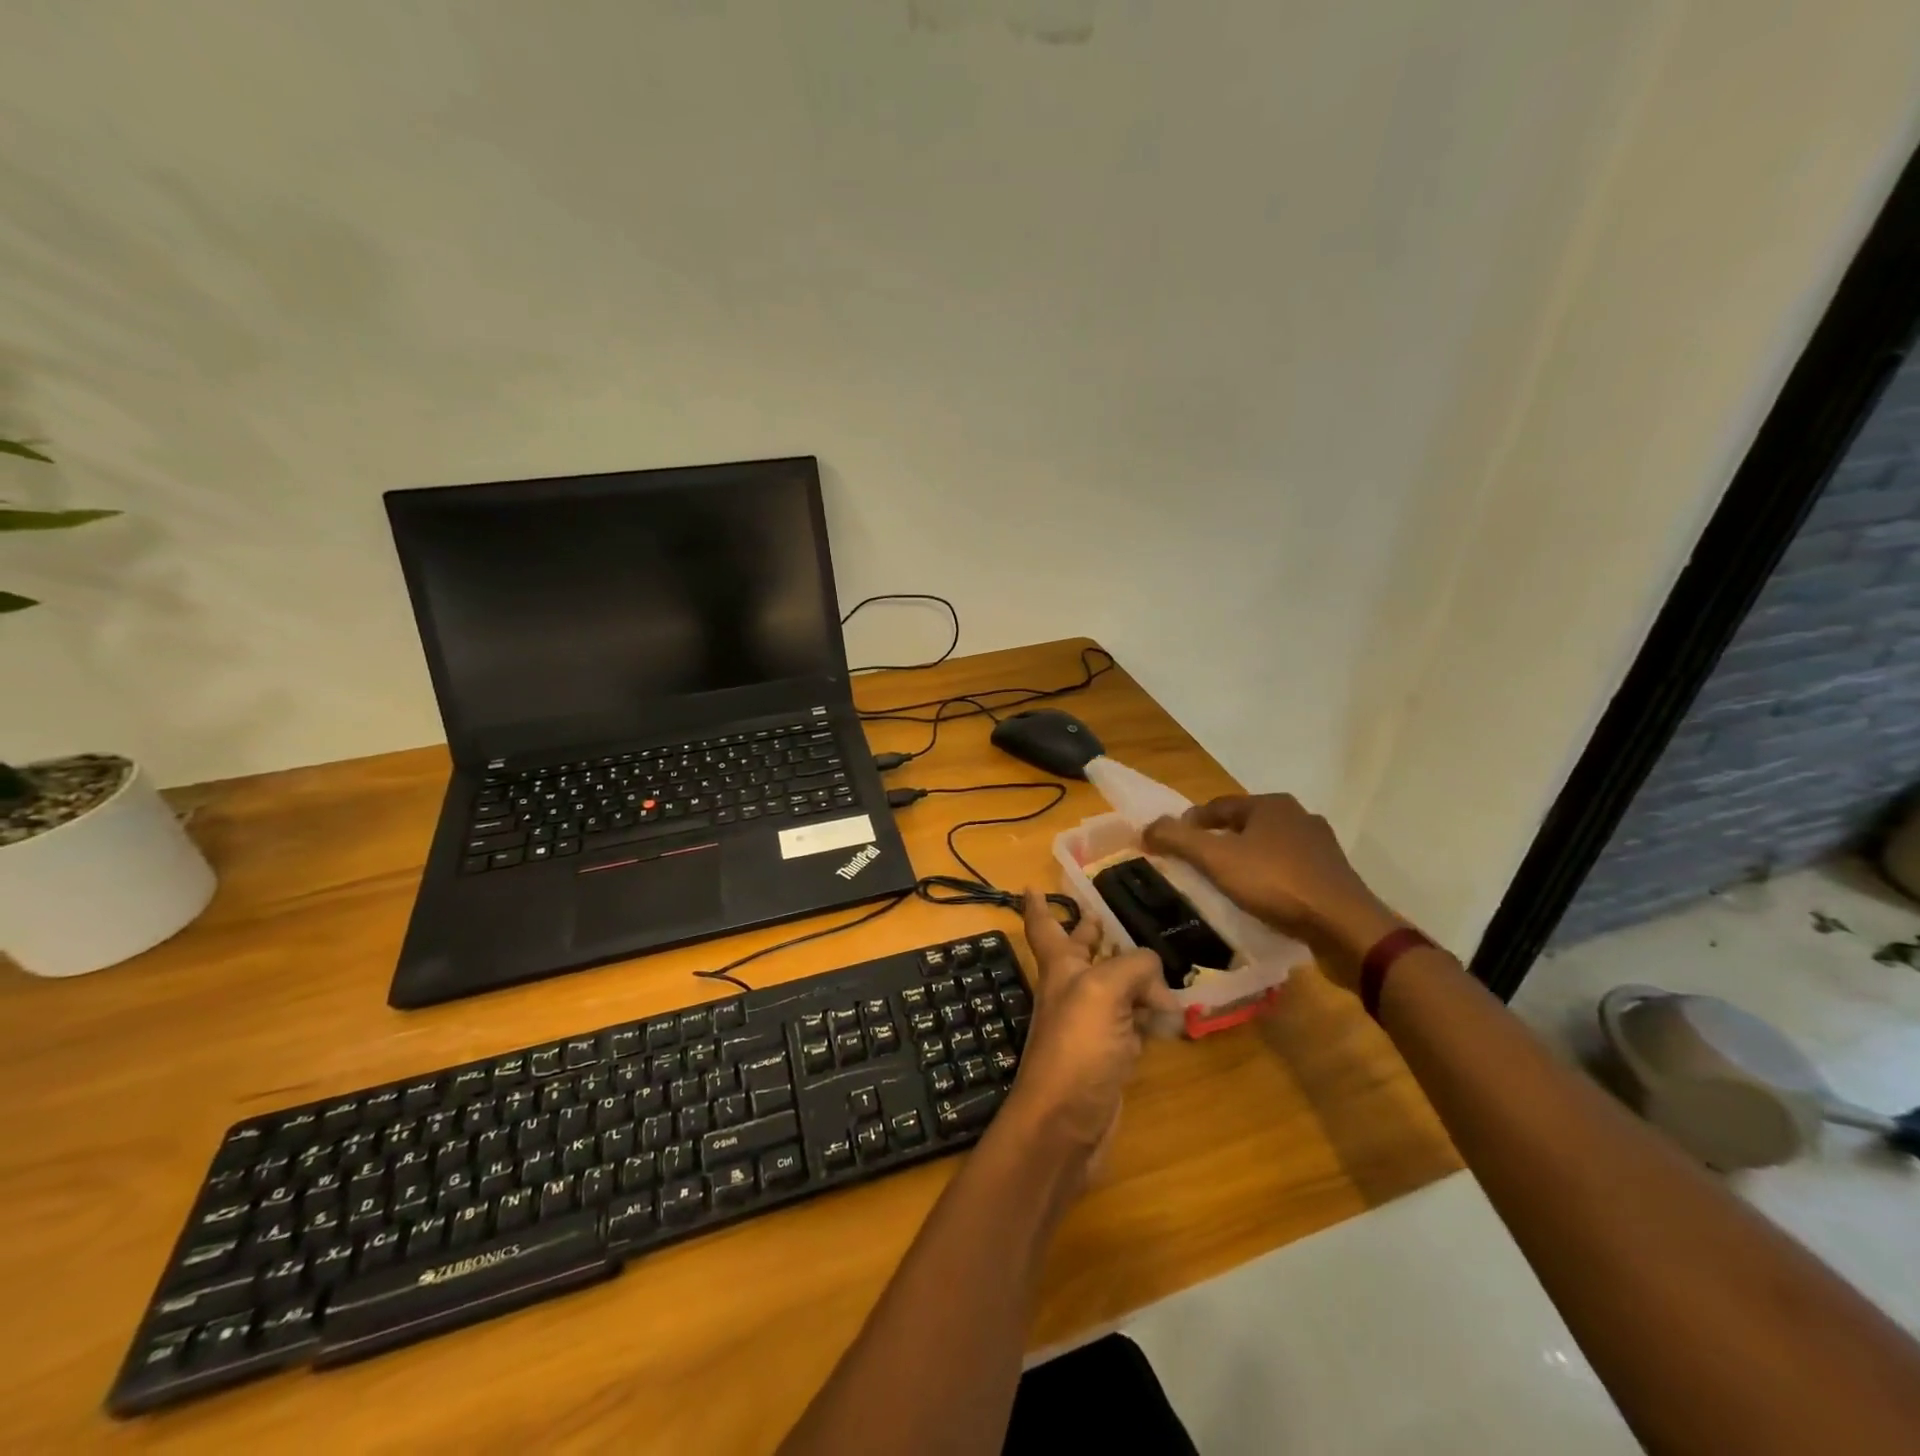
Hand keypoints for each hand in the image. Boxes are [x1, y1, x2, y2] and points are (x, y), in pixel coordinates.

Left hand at [1002, 892, 1175, 1176]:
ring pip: (1113, 989)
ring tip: (1156, 960)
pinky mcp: (1110, 1057)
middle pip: (1082, 953)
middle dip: (1089, 933)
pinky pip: (1132, 1024)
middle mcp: (1072, 992)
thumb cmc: (1076, 1048)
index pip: (1044, 926)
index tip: (1029, 884)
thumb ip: (1134, 968)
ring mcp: (1091, 1026)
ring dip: (1130, 974)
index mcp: (1060, 968)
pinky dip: (1149, 1014)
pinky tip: (1169, 1011)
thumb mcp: (1103, 991)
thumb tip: (1158, 985)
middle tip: (1102, 913)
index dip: (1037, 906)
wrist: (1064, 1124)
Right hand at [1143, 794, 1401, 990]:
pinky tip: (1261, 899)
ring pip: (1268, 847)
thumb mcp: (1216, 859)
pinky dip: (1269, 879)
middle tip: (1196, 865)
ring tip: (1225, 884)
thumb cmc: (1275, 883)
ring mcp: (1320, 846)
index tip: (1171, 844)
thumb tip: (1146, 827)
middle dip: (1218, 841)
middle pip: (1244, 825)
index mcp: (1270, 804)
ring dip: (1245, 860)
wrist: (1344, 926)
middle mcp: (1298, 816)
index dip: (1190, 823)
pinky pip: (1289, 870)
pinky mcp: (1332, 876)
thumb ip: (1178, 840)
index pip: (1217, 806)